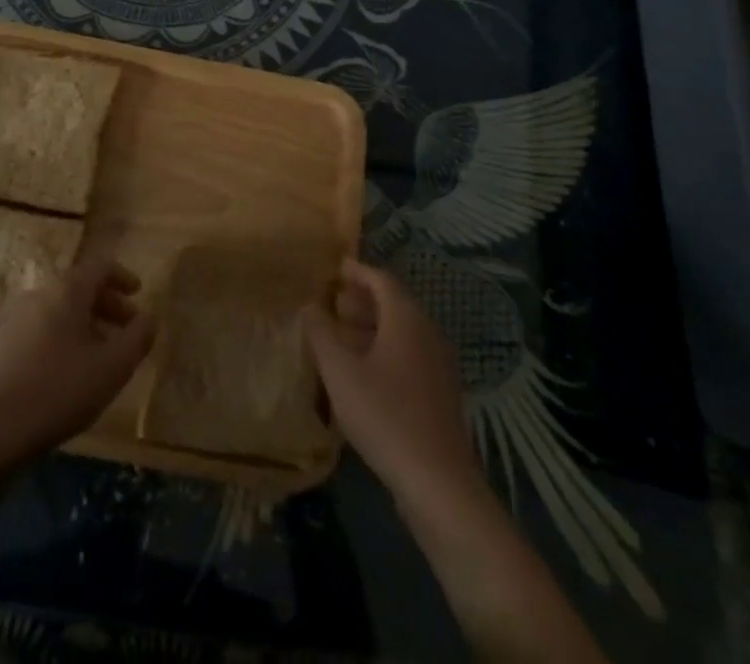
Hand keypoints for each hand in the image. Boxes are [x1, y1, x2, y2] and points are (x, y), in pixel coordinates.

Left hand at [0, 254, 155, 464]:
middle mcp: (41, 292)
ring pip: (61, 309)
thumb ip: (138, 337)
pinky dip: (64, 336)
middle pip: (80, 287)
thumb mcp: (113, 366)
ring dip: (86, 324)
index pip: (101, 267)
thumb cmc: (60, 389)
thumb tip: (150, 318)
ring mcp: (17, 317)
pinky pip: (43, 327)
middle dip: (108, 305)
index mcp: (68, 289)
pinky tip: (71, 369)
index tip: (138, 295)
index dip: (123, 277)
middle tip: (127, 330)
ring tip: (102, 354)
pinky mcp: (2, 344)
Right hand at [303, 259, 481, 507]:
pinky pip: (409, 354)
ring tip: (341, 334)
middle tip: (333, 300)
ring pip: (402, 331)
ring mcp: (438, 363)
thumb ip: (322, 335)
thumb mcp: (341, 373)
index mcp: (407, 319)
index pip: (382, 280)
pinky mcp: (440, 392)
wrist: (438, 481)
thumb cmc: (385, 416)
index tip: (336, 268)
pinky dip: (384, 349)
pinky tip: (363, 370)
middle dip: (363, 299)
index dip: (358, 271)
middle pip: (394, 303)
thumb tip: (310, 307)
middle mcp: (427, 332)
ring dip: (372, 326)